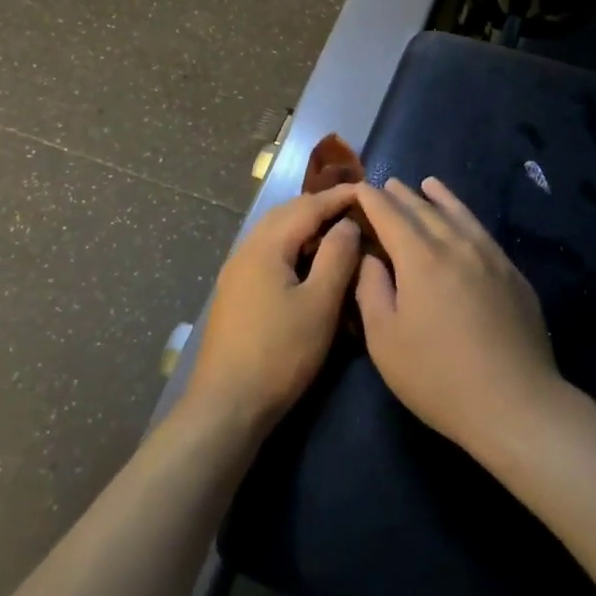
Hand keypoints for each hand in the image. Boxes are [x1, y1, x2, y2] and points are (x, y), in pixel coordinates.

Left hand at [184, 185, 363, 435]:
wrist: (226, 405)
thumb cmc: (280, 353)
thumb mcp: (319, 304)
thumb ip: (336, 257)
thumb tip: (347, 223)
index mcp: (266, 246)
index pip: (308, 206)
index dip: (339, 197)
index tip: (368, 190)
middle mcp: (246, 249)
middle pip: (286, 213)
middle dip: (320, 206)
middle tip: (354, 209)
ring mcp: (236, 272)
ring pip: (275, 233)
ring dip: (305, 226)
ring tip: (336, 232)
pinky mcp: (235, 292)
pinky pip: (268, 252)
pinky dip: (292, 246)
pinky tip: (308, 264)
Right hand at [354, 177, 560, 459]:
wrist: (516, 403)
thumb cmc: (438, 376)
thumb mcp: (385, 340)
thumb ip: (371, 289)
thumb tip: (371, 257)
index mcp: (420, 257)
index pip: (388, 214)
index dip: (369, 199)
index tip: (356, 190)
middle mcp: (455, 244)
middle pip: (423, 208)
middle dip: (400, 195)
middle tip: (385, 185)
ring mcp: (489, 255)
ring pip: (458, 213)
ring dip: (437, 197)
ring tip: (426, 183)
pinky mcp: (512, 272)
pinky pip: (481, 230)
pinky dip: (465, 215)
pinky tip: (463, 218)